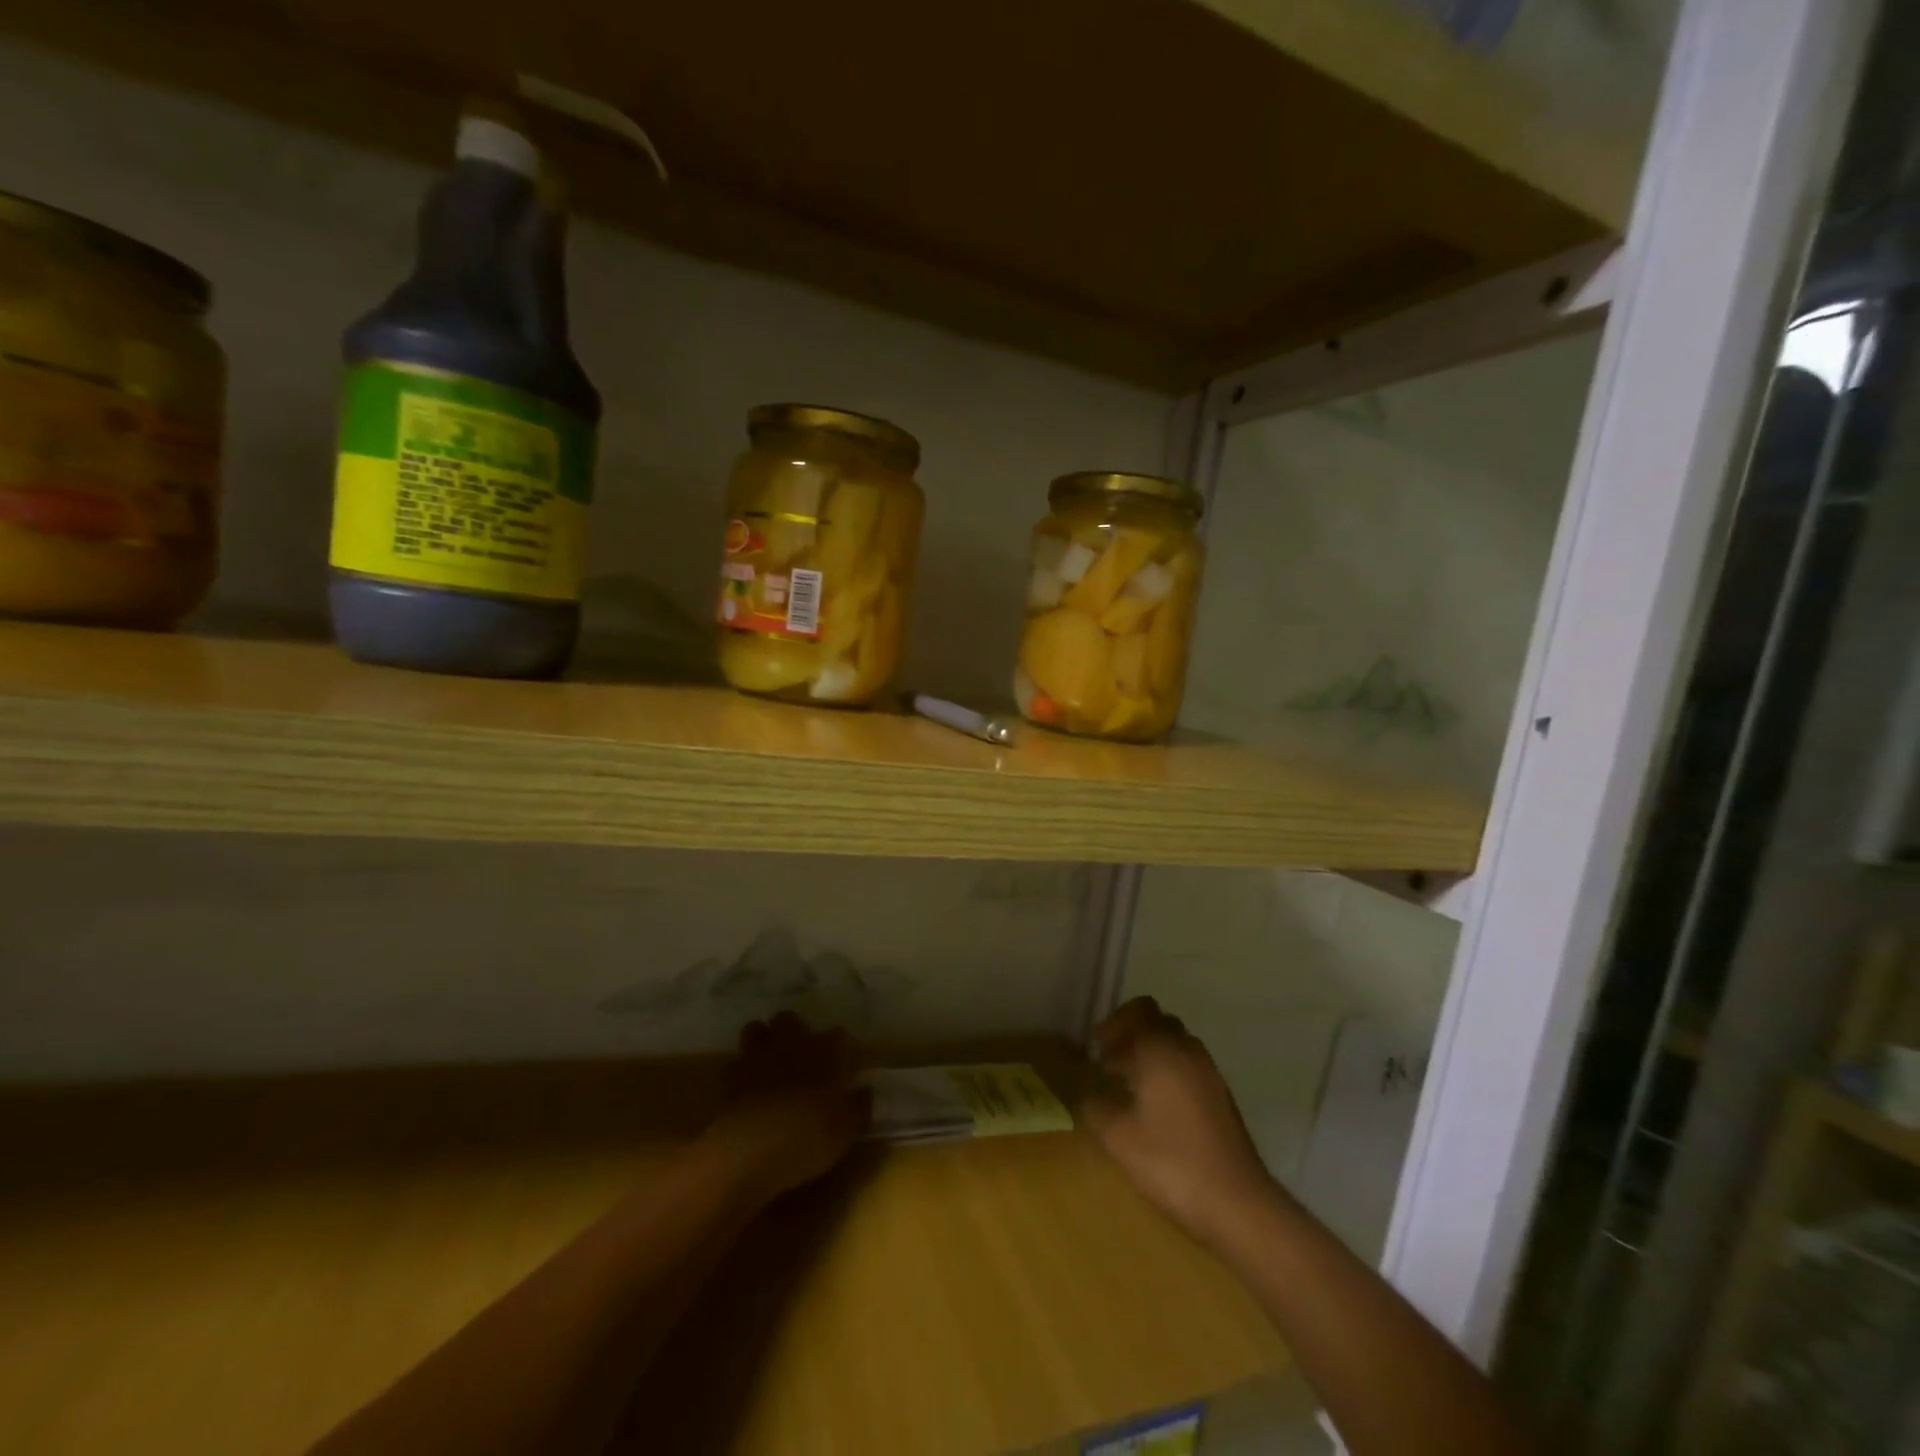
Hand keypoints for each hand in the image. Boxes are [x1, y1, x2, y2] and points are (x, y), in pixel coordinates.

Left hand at [701, 1012, 867, 1201]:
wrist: (753, 1147)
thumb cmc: (810, 1135)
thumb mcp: (847, 1130)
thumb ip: (858, 1107)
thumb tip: (865, 1092)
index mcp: (825, 1051)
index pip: (836, 1035)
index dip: (837, 1046)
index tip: (839, 1061)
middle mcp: (792, 1044)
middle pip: (789, 1019)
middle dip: (792, 1030)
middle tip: (798, 1052)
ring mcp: (758, 1056)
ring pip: (756, 1030)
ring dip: (761, 1041)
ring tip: (766, 1061)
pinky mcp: (730, 1077)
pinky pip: (734, 1063)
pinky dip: (739, 1071)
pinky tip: (744, 1087)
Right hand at [1081, 997, 1274, 1245]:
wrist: (1237, 1203)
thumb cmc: (1171, 1163)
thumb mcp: (1118, 1137)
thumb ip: (1094, 1106)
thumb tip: (1083, 1091)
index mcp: (1161, 1050)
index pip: (1139, 1010)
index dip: (1115, 1023)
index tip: (1098, 1049)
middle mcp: (1188, 1051)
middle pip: (1158, 1021)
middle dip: (1132, 1033)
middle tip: (1110, 1061)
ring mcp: (1209, 1072)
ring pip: (1176, 1042)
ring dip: (1152, 1051)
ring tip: (1130, 1084)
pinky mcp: (1221, 1096)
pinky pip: (1189, 1065)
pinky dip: (1169, 1070)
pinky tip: (1157, 1106)